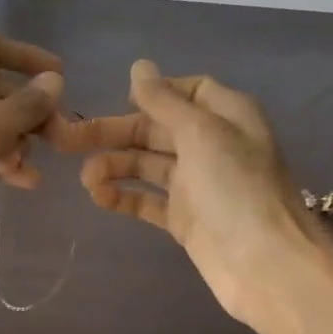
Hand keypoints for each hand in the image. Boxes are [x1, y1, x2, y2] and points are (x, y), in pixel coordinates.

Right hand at [56, 60, 332, 333]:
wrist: (266, 267)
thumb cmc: (237, 189)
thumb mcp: (201, 133)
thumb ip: (165, 100)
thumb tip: (139, 66)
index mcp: (226, 116)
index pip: (188, 91)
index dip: (154, 93)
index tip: (121, 101)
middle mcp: (211, 145)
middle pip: (155, 129)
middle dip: (113, 132)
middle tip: (66, 140)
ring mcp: (196, 184)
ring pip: (145, 165)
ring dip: (113, 166)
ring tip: (85, 179)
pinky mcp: (184, 219)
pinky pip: (146, 200)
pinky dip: (123, 197)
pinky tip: (99, 198)